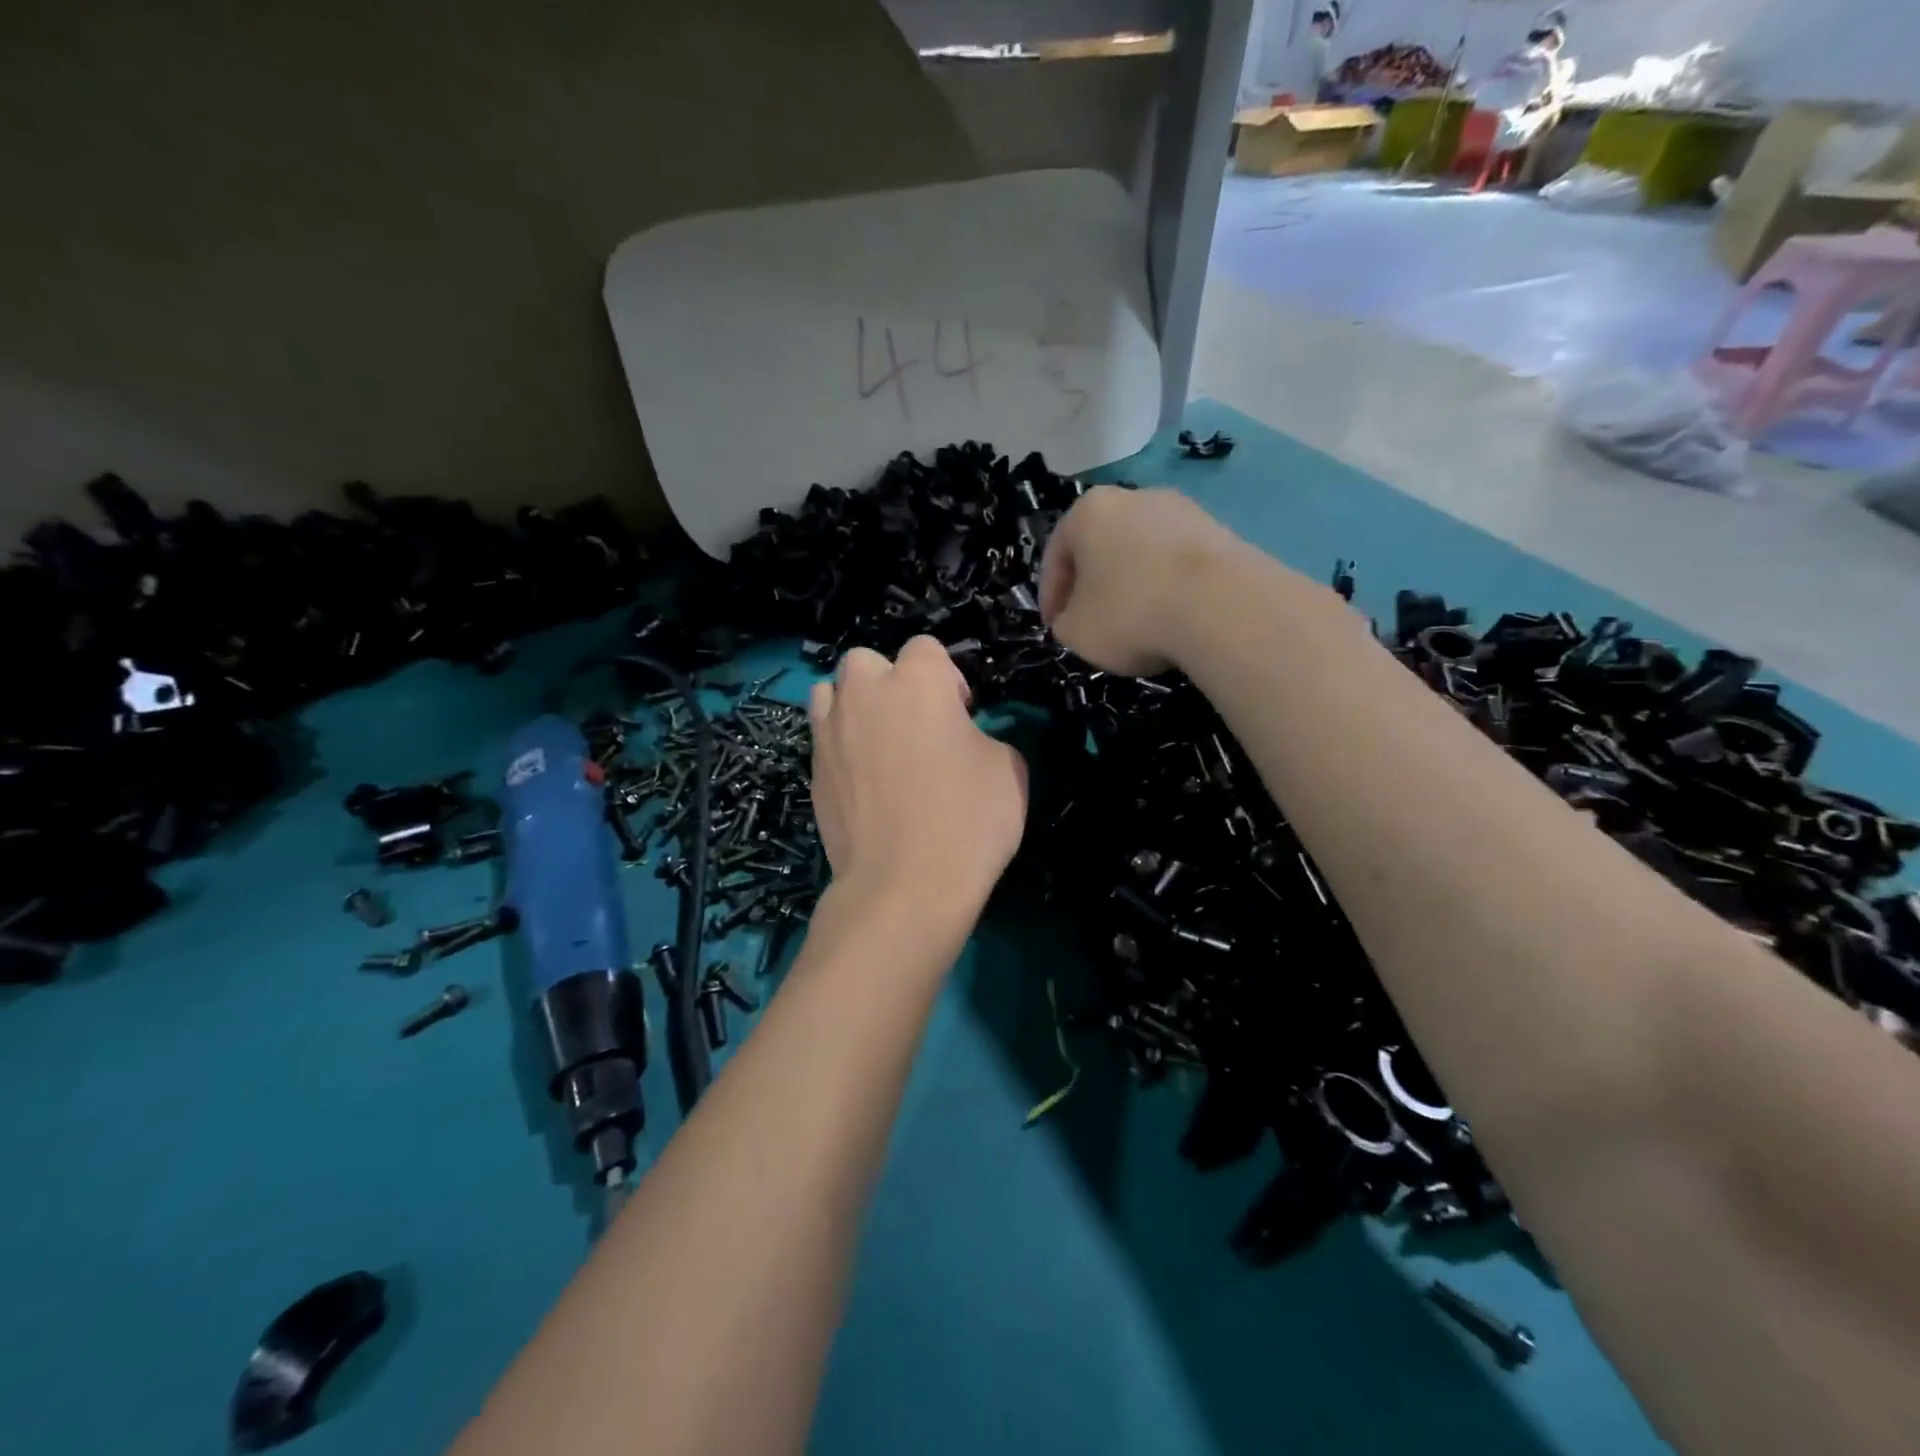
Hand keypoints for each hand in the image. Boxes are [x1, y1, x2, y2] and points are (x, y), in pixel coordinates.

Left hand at [808, 637, 1027, 914]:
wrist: (904, 885)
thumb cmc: (967, 819)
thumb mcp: (1008, 769)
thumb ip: (983, 736)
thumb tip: (964, 740)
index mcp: (917, 682)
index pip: (925, 648)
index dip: (946, 677)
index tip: (961, 714)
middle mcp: (864, 694)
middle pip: (865, 660)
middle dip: (888, 680)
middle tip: (914, 723)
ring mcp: (830, 732)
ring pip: (831, 692)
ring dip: (853, 705)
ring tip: (876, 742)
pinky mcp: (811, 770)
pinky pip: (823, 738)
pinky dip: (840, 746)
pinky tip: (863, 781)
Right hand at [1038, 486, 1244, 675]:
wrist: (1222, 606)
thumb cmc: (1130, 613)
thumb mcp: (1075, 632)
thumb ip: (1064, 623)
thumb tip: (1076, 619)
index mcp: (1088, 511)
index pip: (1056, 555)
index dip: (1050, 596)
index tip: (1054, 626)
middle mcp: (1133, 497)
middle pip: (1101, 547)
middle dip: (1093, 585)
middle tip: (1090, 621)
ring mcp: (1182, 510)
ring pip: (1142, 553)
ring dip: (1133, 584)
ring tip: (1136, 623)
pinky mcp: (1220, 530)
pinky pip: (1178, 563)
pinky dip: (1168, 587)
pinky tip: (1172, 617)